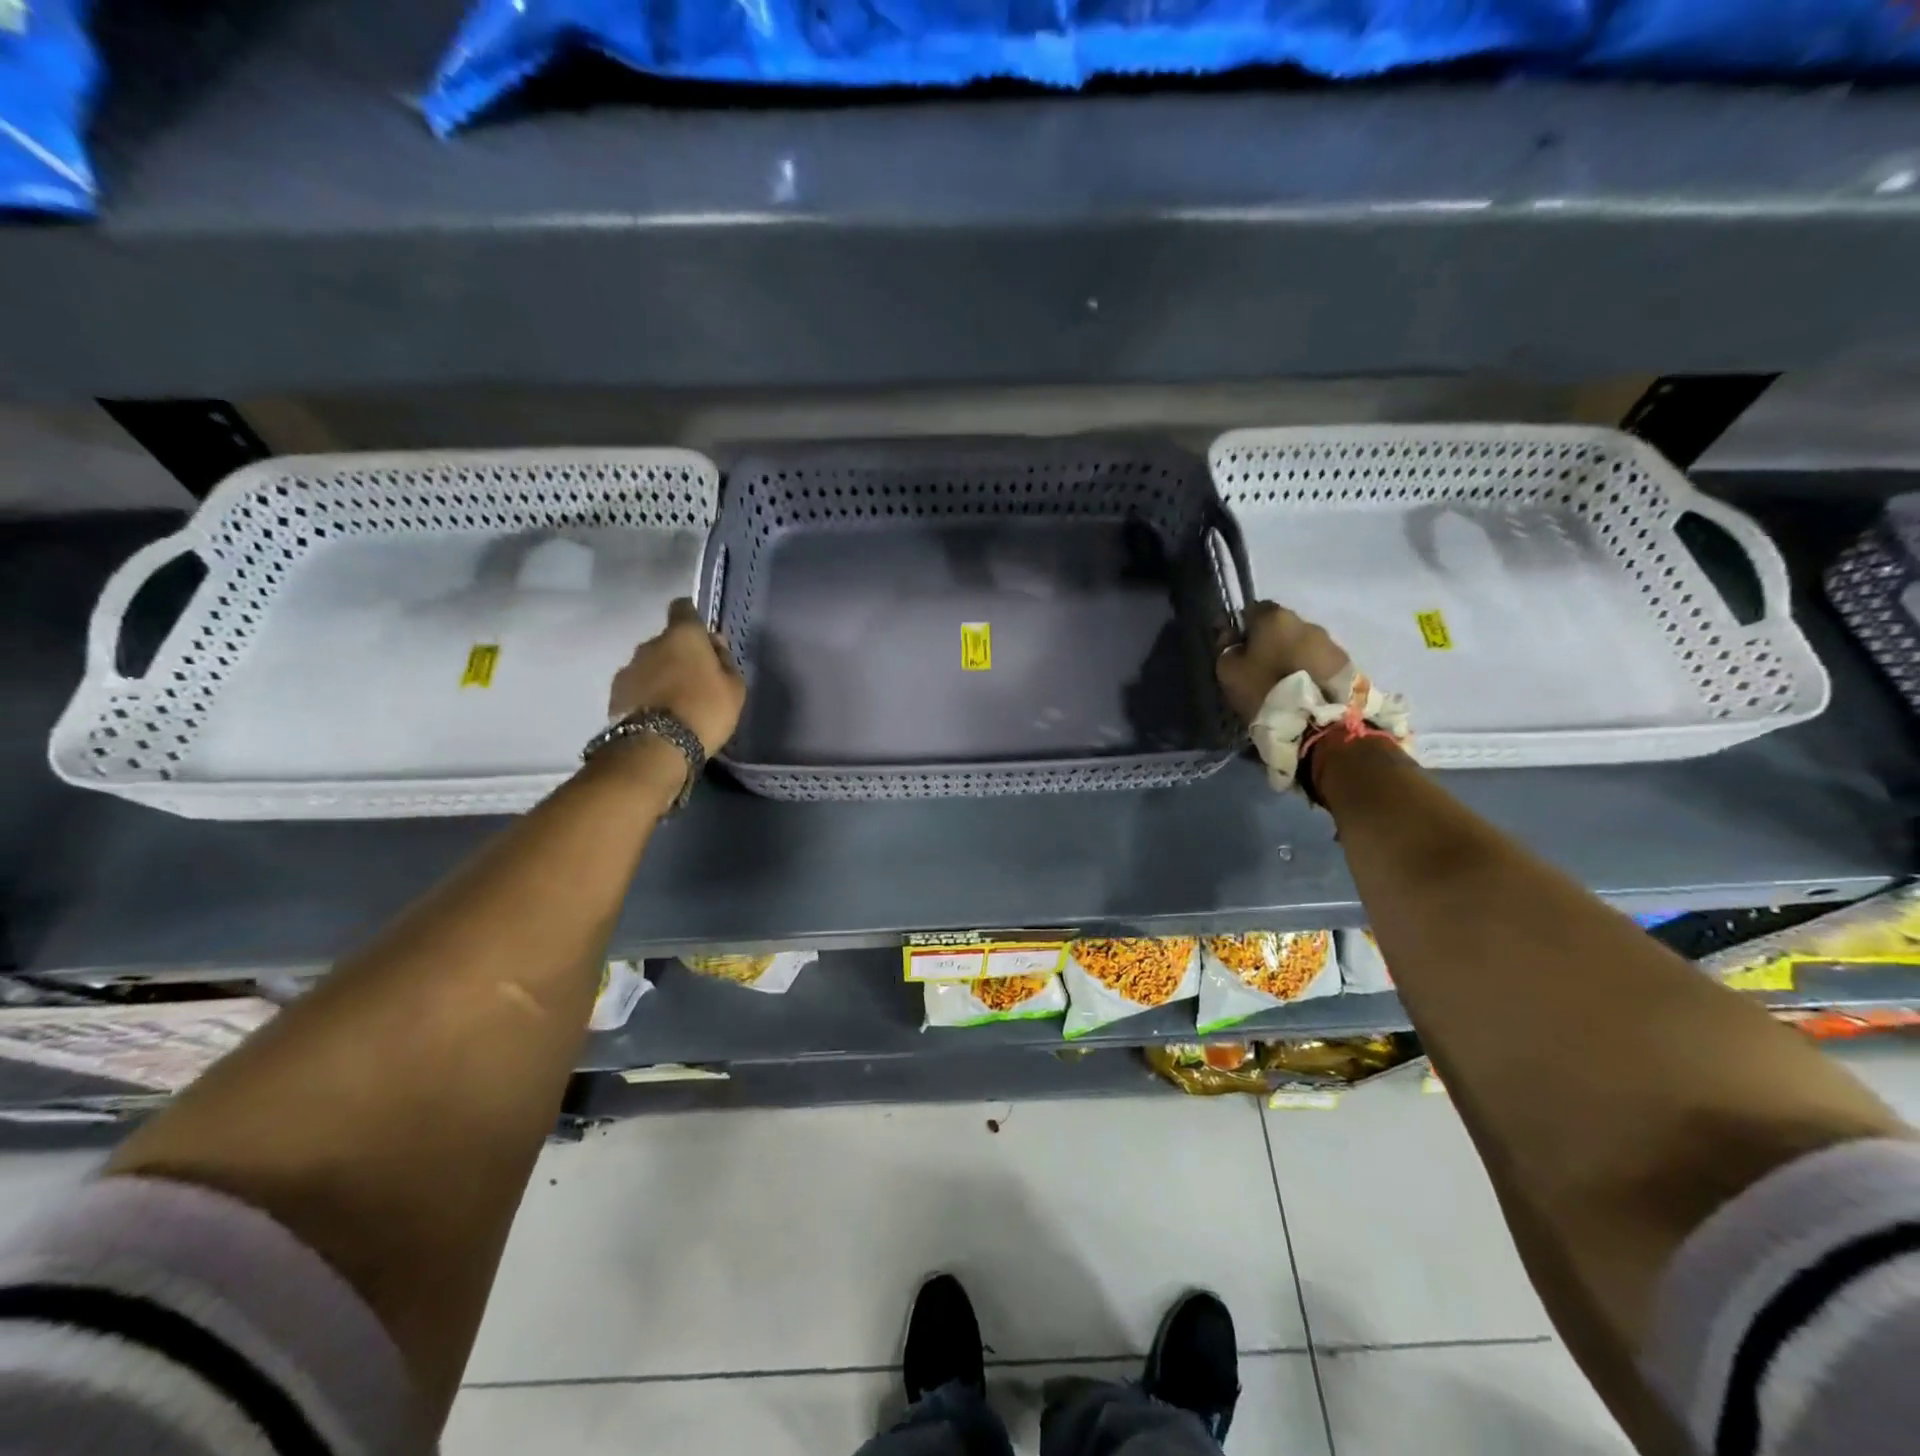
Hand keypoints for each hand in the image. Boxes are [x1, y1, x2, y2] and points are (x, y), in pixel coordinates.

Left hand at [608, 598, 746, 755]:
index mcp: (683, 636)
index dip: (692, 618)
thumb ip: (725, 660)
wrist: (656, 747)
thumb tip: (715, 643)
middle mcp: (650, 643)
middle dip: (678, 655)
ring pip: (649, 664)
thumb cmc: (705, 710)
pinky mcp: (615, 693)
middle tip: (694, 680)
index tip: (702, 636)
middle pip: (666, 641)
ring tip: (675, 702)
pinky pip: (637, 687)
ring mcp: (629, 668)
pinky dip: (646, 695)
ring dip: (660, 676)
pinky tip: (658, 715)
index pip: (683, 608)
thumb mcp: (734, 688)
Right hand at [1216, 602, 1350, 724]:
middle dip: (1270, 643)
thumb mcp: (1229, 671)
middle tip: (1260, 670)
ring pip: (1303, 645)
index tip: (1237, 650)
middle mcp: (1306, 622)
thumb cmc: (1266, 689)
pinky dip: (1310, 672)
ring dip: (1292, 658)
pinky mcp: (1347, 665)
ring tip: (1284, 685)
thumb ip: (1226, 648)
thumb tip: (1230, 635)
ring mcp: (1331, 643)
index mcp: (1275, 617)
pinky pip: (1320, 663)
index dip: (1243, 629)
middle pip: (1281, 627)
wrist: (1319, 723)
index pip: (1253, 609)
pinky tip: (1303, 692)